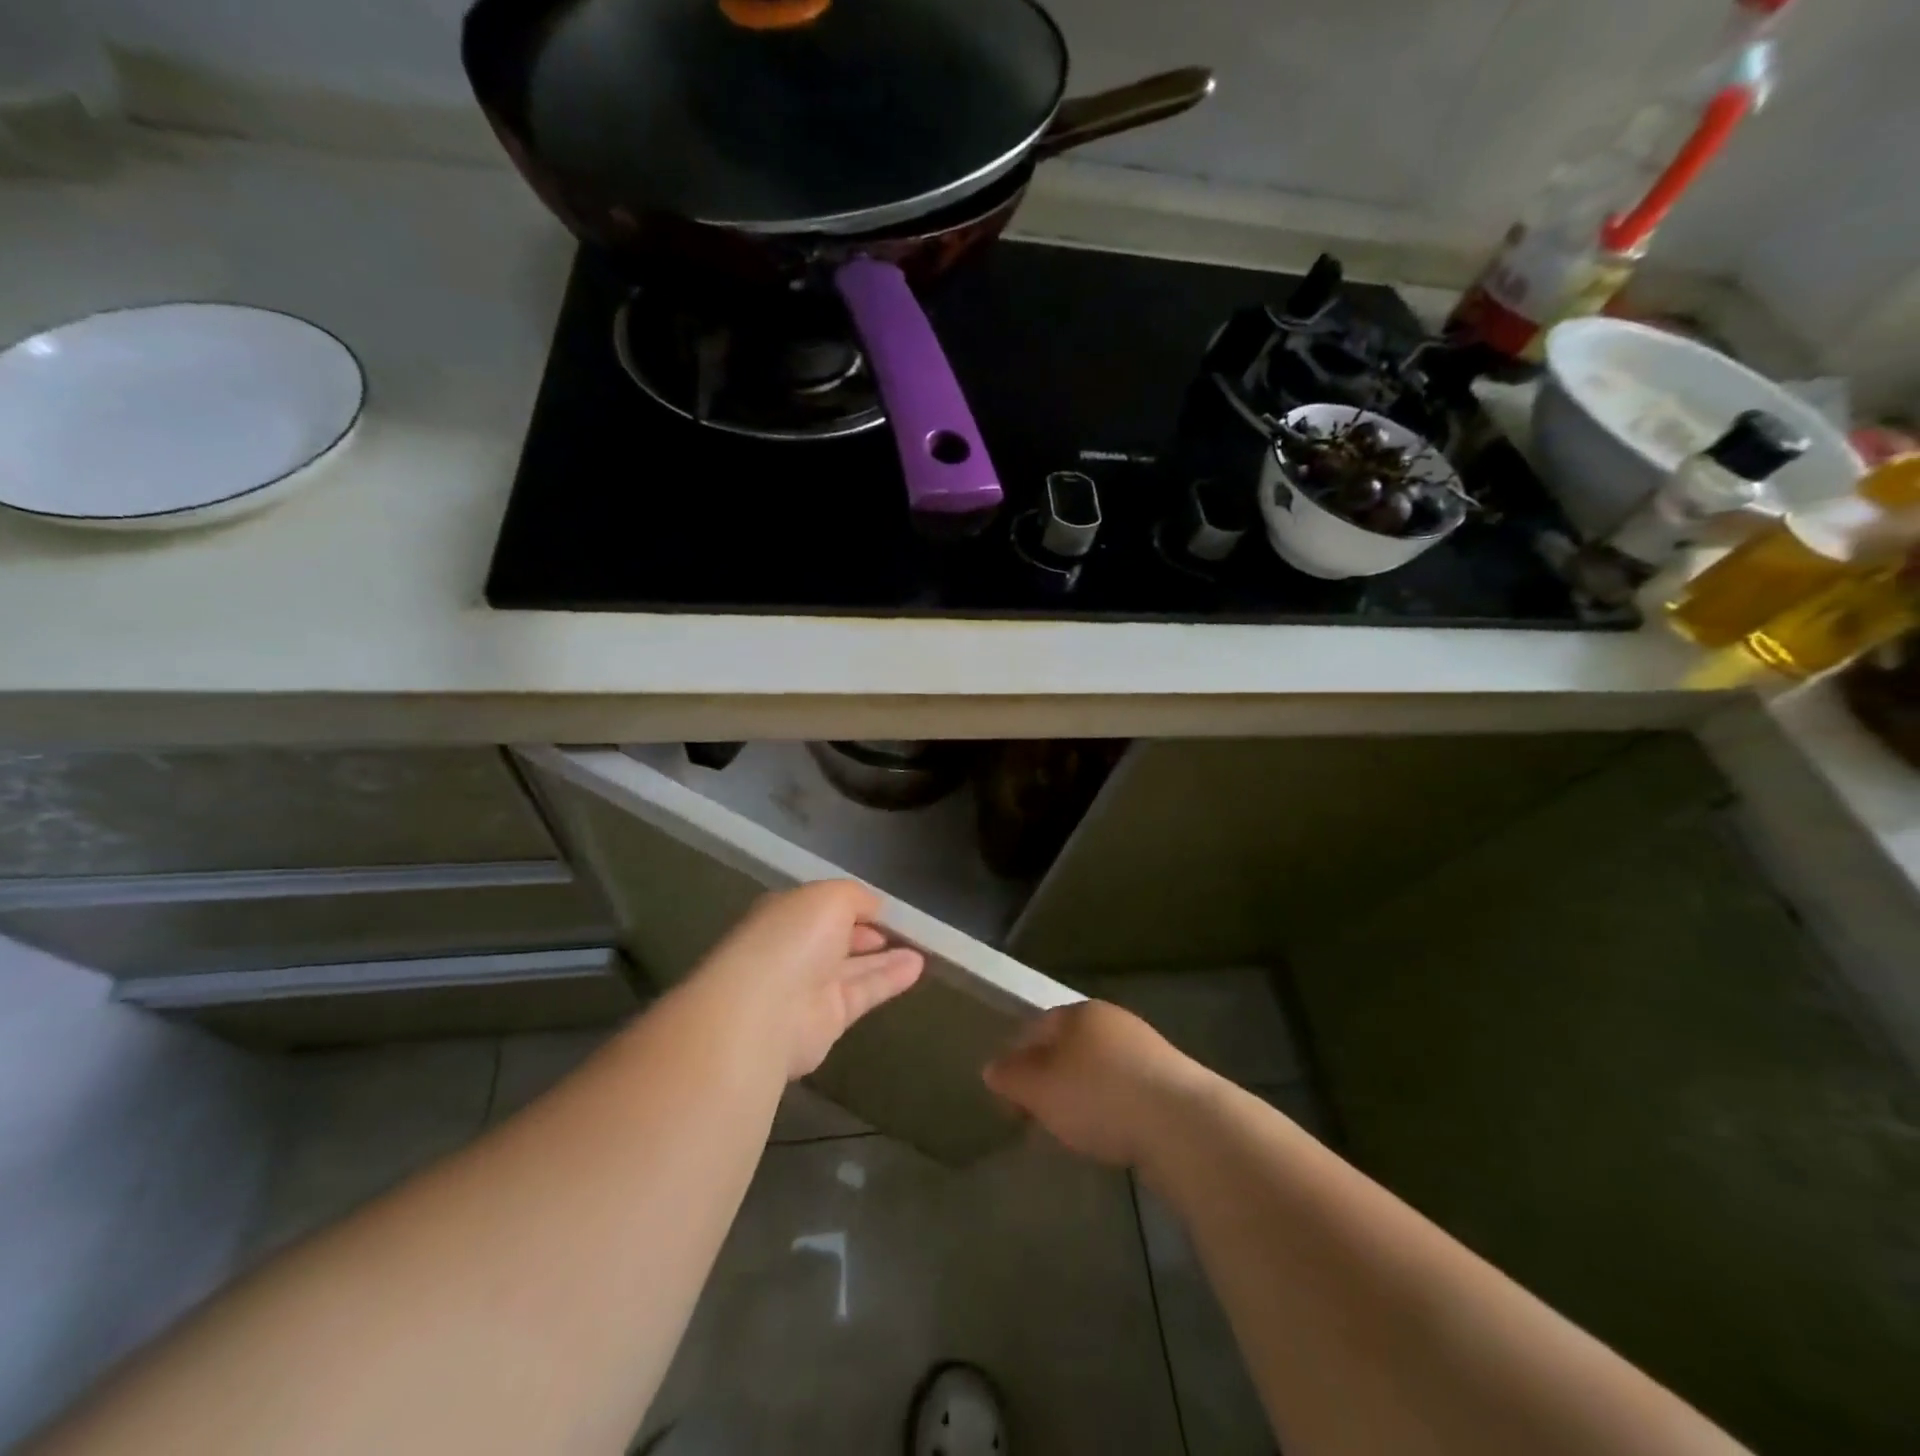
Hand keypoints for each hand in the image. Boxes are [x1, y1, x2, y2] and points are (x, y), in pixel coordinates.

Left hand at [692, 880, 923, 1079]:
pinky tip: (918, 967)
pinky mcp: (828, 1019)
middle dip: (867, 932)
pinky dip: (890, 979)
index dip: (852, 905)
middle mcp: (794, 950)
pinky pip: (864, 993)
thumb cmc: (793, 939)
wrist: (765, 1011)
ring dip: (886, 957)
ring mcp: (809, 987)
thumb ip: (856, 897)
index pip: (821, 907)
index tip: (883, 906)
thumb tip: (874, 907)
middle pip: (837, 939)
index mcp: (786, 914)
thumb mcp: (830, 896)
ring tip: (923, 948)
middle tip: (905, 928)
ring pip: (854, 968)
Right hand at [983, 1000, 1212, 1167]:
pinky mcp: (1171, 1081)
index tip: (1009, 1099)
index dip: (1016, 1061)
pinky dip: (1111, 1108)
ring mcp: (1145, 1048)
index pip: (1035, 1027)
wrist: (1181, 1122)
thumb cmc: (1097, 1095)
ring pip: (1097, 1068)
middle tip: (1038, 1117)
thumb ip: (1011, 1076)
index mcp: (1079, 1012)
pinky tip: (1111, 1134)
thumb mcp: (1039, 1087)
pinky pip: (1125, 1090)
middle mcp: (1112, 1021)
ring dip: (1082, 1094)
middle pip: (1067, 1047)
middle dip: (1049, 1078)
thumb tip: (993, 1068)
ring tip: (1074, 1131)